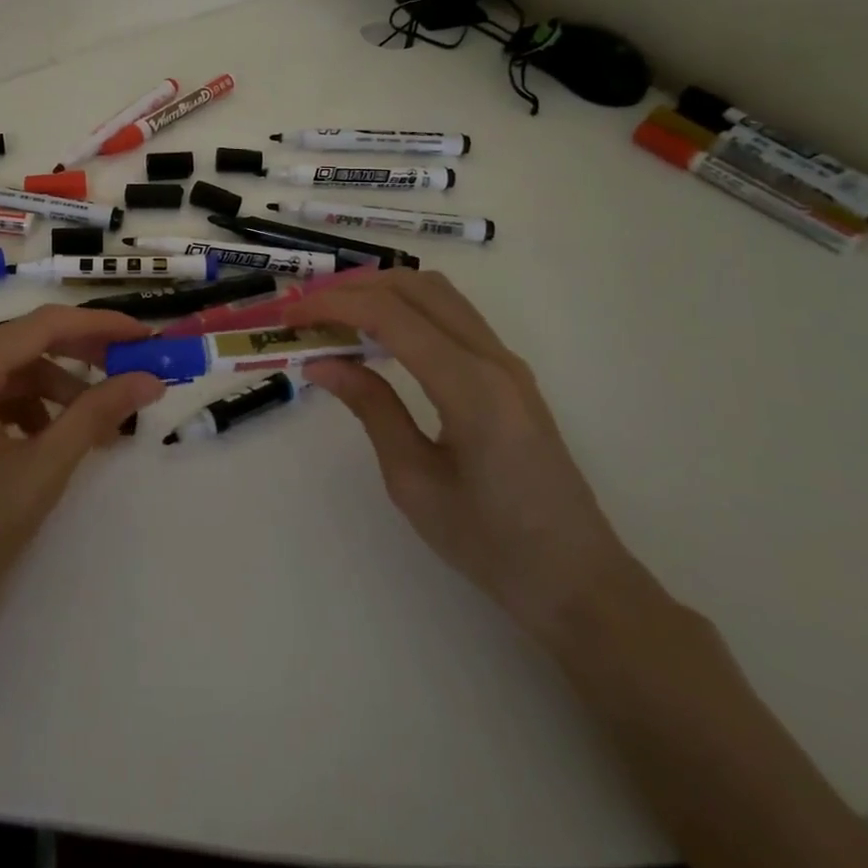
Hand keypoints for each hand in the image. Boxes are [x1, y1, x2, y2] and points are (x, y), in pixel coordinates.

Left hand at [0, 305, 164, 669]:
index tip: (146, 338)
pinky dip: (29, 409)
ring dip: (58, 390)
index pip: (43, 325)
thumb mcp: (43, 468)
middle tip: (132, 374)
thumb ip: (98, 413)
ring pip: (11, 371)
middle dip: (82, 357)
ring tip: (98, 428)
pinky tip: (52, 440)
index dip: (100, 326)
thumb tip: (151, 379)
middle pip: (25, 343)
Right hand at [287, 271, 647, 642]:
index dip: (334, 306)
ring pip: (436, 293)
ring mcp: (506, 361)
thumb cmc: (491, 544)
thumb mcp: (414, 481)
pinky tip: (378, 337)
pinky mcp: (508, 372)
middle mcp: (493, 358)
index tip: (290, 317)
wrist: (577, 580)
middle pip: (414, 287)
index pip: (391, 316)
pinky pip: (452, 315)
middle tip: (306, 313)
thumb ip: (371, 409)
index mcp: (470, 387)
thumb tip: (322, 361)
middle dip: (353, 289)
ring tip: (335, 318)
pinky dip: (407, 309)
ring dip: (381, 292)